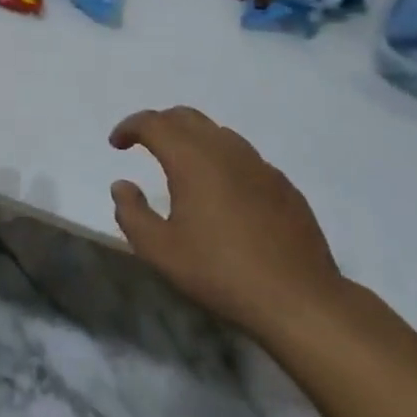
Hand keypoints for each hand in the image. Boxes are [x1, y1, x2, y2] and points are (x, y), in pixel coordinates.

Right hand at [109, 107, 344, 339]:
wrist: (300, 300)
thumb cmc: (221, 272)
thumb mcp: (161, 251)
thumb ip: (131, 214)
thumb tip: (122, 185)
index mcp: (192, 158)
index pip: (153, 123)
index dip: (129, 127)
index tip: (117, 144)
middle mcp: (225, 149)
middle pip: (185, 117)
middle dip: (159, 124)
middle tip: (144, 144)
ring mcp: (259, 164)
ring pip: (217, 133)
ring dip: (192, 138)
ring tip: (181, 165)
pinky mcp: (283, 184)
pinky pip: (244, 157)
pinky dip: (222, 159)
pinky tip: (222, 192)